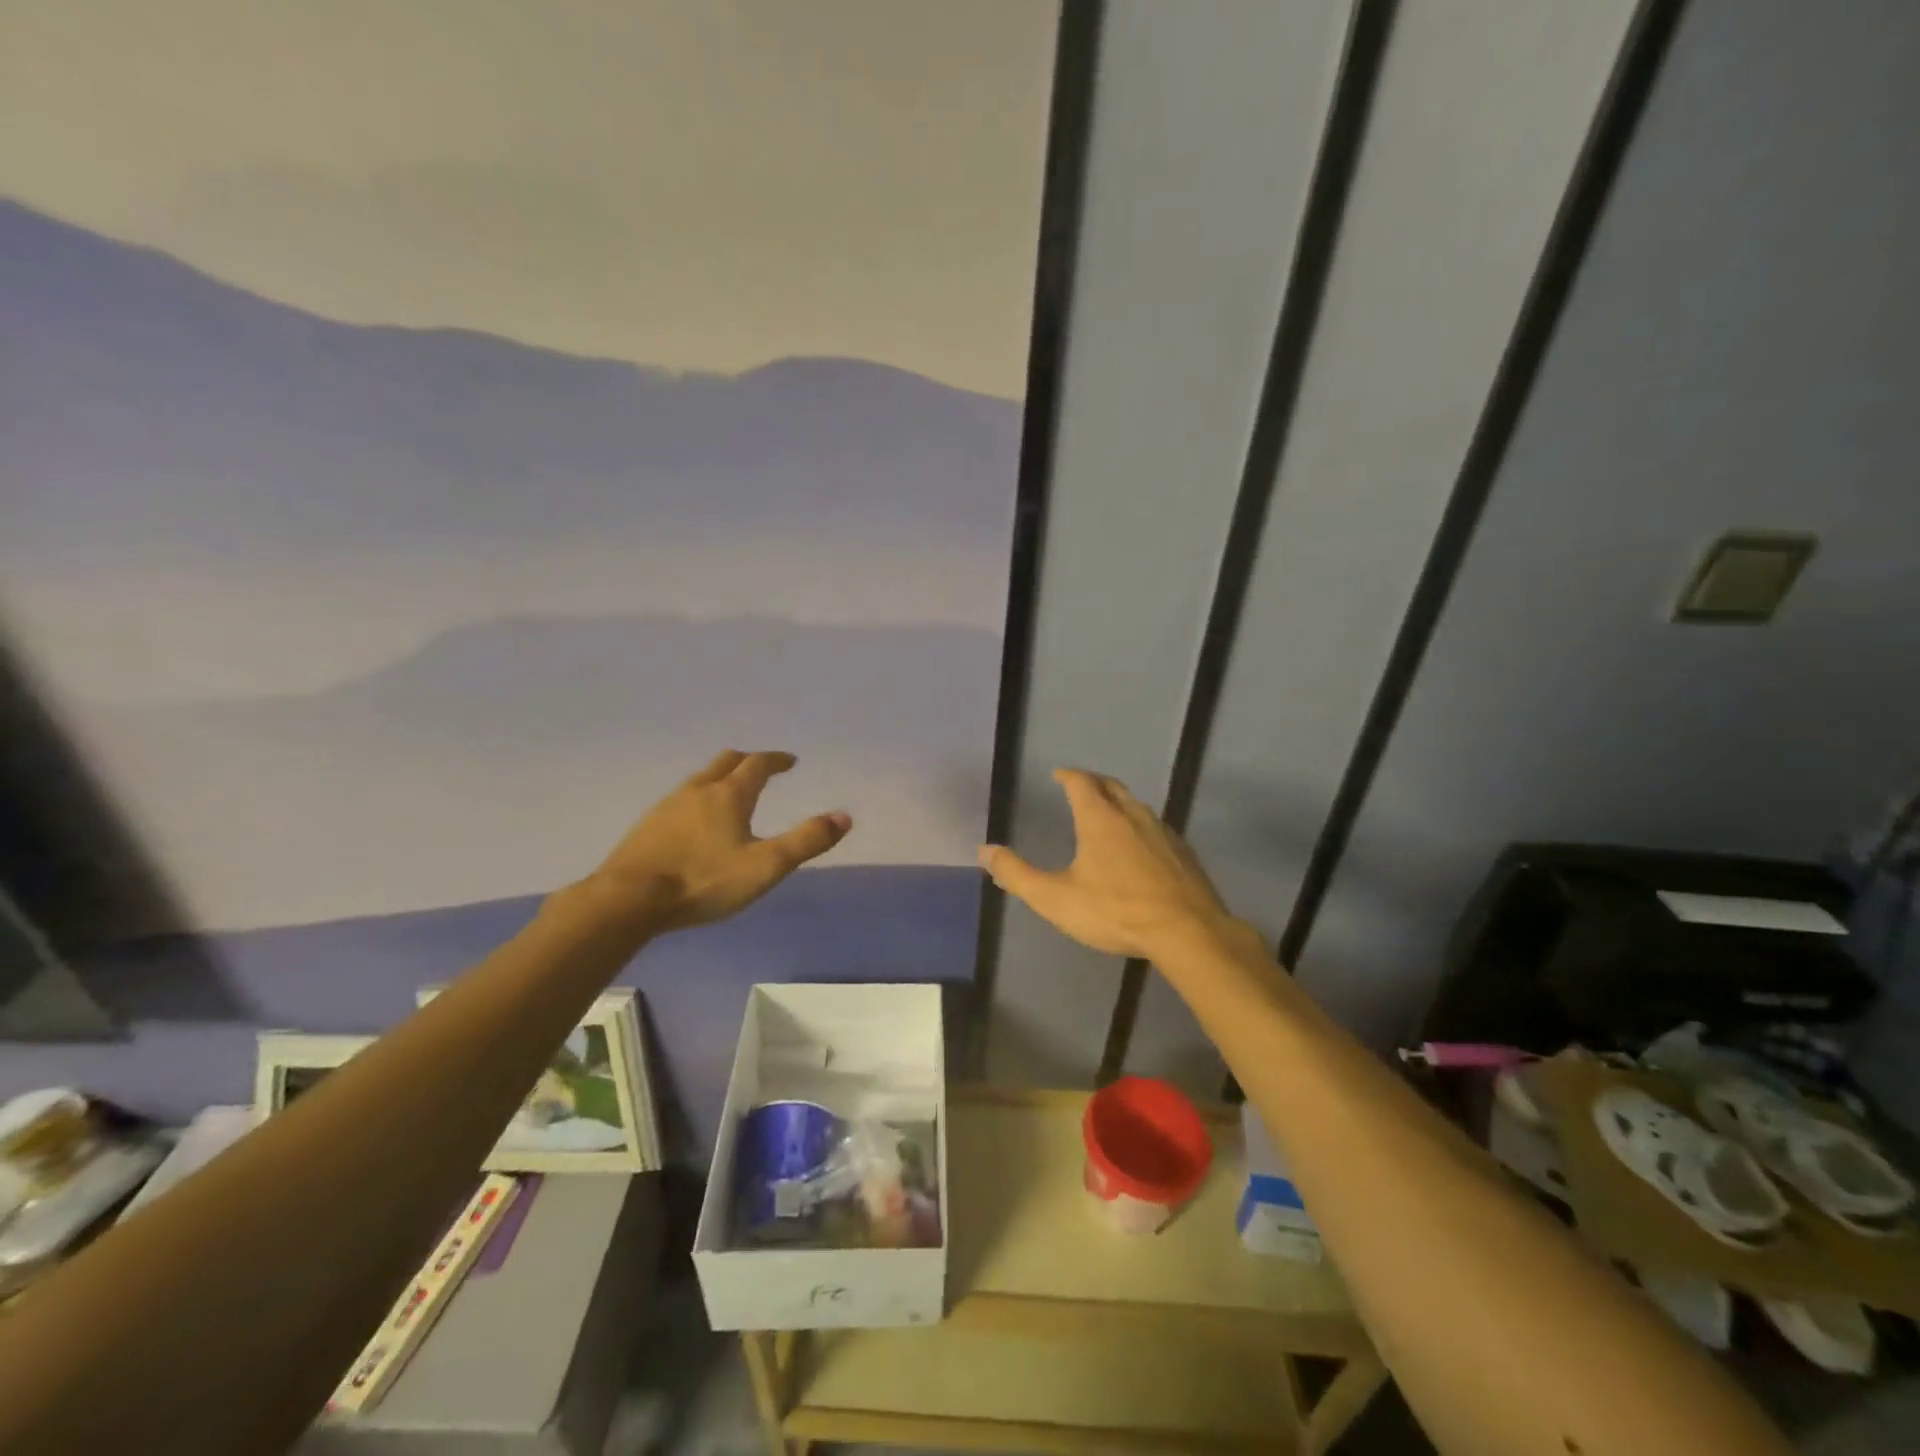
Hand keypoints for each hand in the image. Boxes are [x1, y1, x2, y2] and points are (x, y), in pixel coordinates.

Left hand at [587, 750, 851, 932]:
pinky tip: (695, 821)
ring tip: (731, 792)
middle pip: (726, 762)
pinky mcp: (647, 826)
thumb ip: (806, 841)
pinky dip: (698, 798)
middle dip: (748, 761)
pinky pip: (680, 799)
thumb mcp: (765, 866)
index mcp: (729, 795)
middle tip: (763, 768)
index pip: (757, 765)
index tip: (790, 761)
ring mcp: (667, 806)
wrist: (628, 900)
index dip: (776, 760)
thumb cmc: (703, 881)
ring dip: (721, 777)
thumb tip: (844, 817)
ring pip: (700, 779)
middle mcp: (698, 790)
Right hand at [978, 768, 1256, 961]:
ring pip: (1137, 806)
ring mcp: (1163, 832)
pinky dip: (1141, 826)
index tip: (1058, 775)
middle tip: (1081, 787)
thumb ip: (1018, 875)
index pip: (1082, 783)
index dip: (1068, 775)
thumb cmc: (1116, 911)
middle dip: (1094, 783)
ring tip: (1107, 813)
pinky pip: (1157, 828)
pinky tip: (1140, 847)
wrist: (1187, 932)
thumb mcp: (1056, 898)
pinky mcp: (1183, 853)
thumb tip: (986, 851)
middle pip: (1112, 787)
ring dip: (1119, 803)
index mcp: (1100, 819)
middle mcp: (1133, 815)